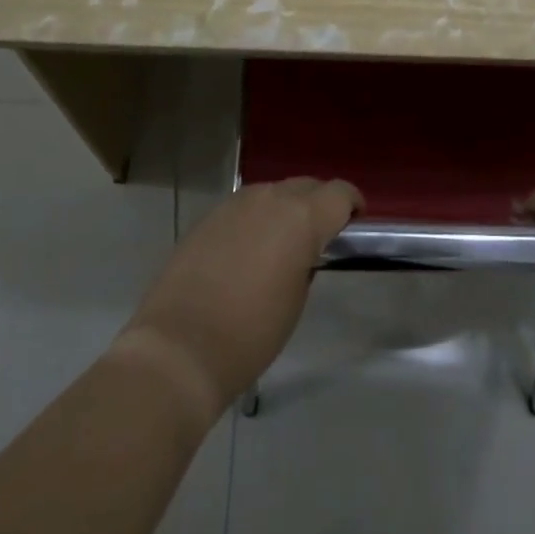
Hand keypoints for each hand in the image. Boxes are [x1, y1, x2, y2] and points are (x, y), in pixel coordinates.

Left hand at [116, 179, 361, 421]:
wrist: (180, 347)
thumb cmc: (251, 332)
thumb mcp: (296, 299)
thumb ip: (306, 261)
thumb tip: (301, 251)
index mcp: (302, 217)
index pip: (339, 193)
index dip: (352, 204)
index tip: (355, 222)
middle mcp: (270, 199)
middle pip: (306, 185)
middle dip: (319, 203)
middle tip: (321, 235)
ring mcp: (235, 204)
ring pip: (273, 192)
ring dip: (285, 208)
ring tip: (283, 242)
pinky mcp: (209, 217)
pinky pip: (245, 207)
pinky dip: (256, 219)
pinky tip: (248, 250)